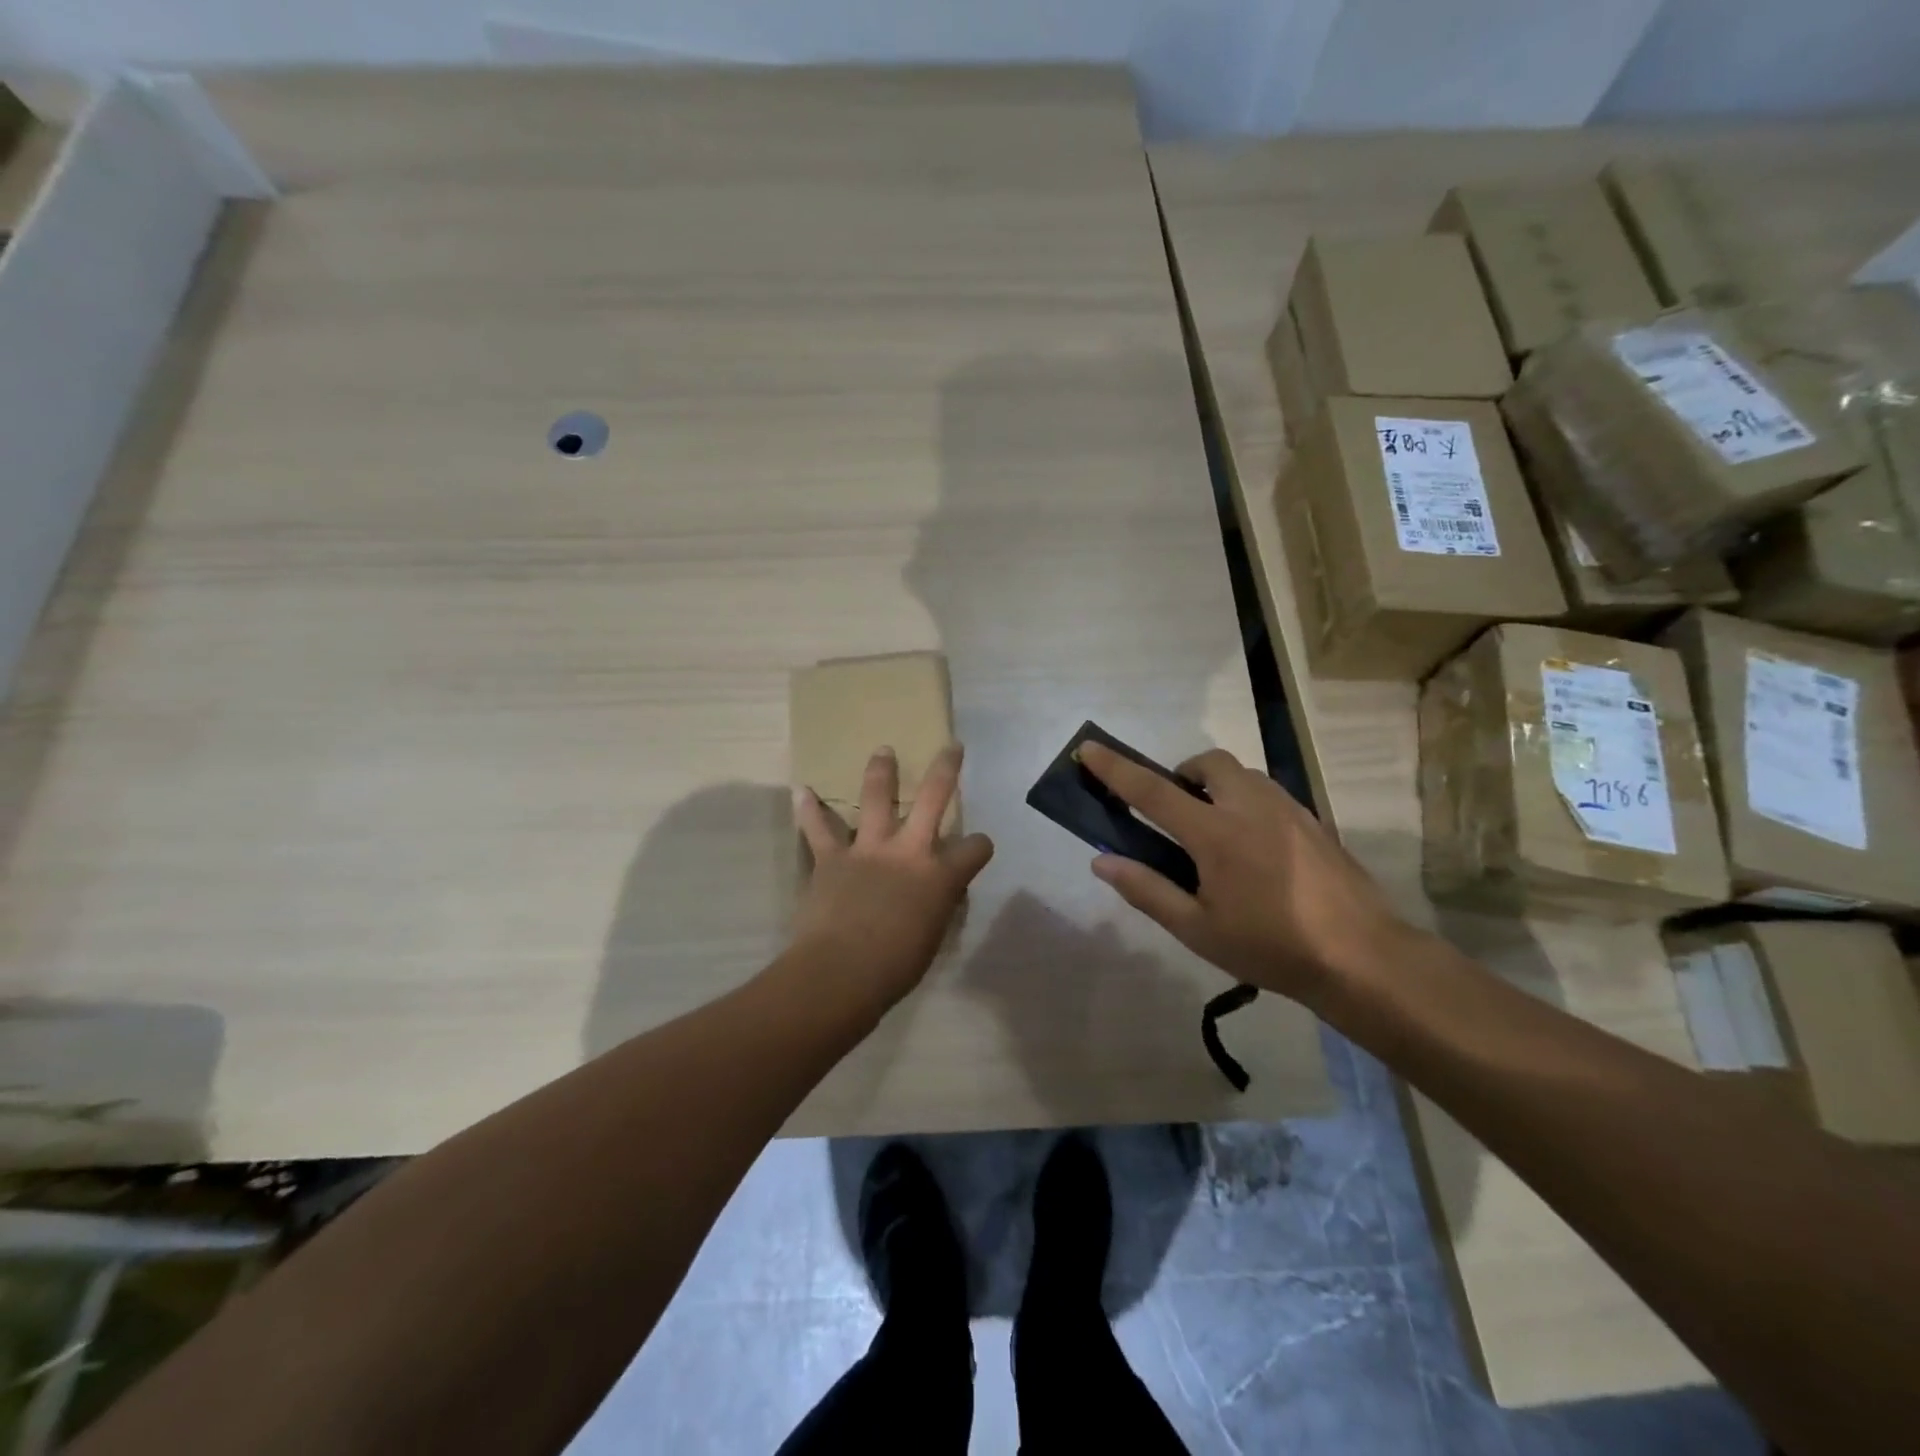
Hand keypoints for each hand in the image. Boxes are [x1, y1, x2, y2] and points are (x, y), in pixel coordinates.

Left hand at [791, 744, 994, 1008]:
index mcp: (940, 876)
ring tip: (883, 751)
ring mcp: (868, 849)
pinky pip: (818, 828)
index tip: (977, 848)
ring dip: (881, 771)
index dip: (980, 846)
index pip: (975, 849)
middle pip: (933, 798)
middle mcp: (909, 851)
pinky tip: (802, 790)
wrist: (841, 972)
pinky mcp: (832, 858)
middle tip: (951, 748)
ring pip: (877, 798)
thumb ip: (935, 908)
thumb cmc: (895, 967)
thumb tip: (934, 899)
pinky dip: (808, 810)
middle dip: (945, 769)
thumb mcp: (931, 938)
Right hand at [1078, 743, 1414, 1005]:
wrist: (1362, 957)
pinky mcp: (1313, 820)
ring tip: (1216, 831)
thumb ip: (1147, 891)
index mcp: (1215, 834)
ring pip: (1243, 774)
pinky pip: (1268, 793)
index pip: (1152, 791)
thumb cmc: (1270, 947)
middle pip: (1208, 763)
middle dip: (1183, 773)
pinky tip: (1256, 847)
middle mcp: (1250, 807)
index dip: (1116, 769)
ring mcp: (1287, 809)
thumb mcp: (1197, 930)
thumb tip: (1101, 861)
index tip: (1089, 749)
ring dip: (1217, 786)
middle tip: (1178, 811)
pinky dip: (1247, 801)